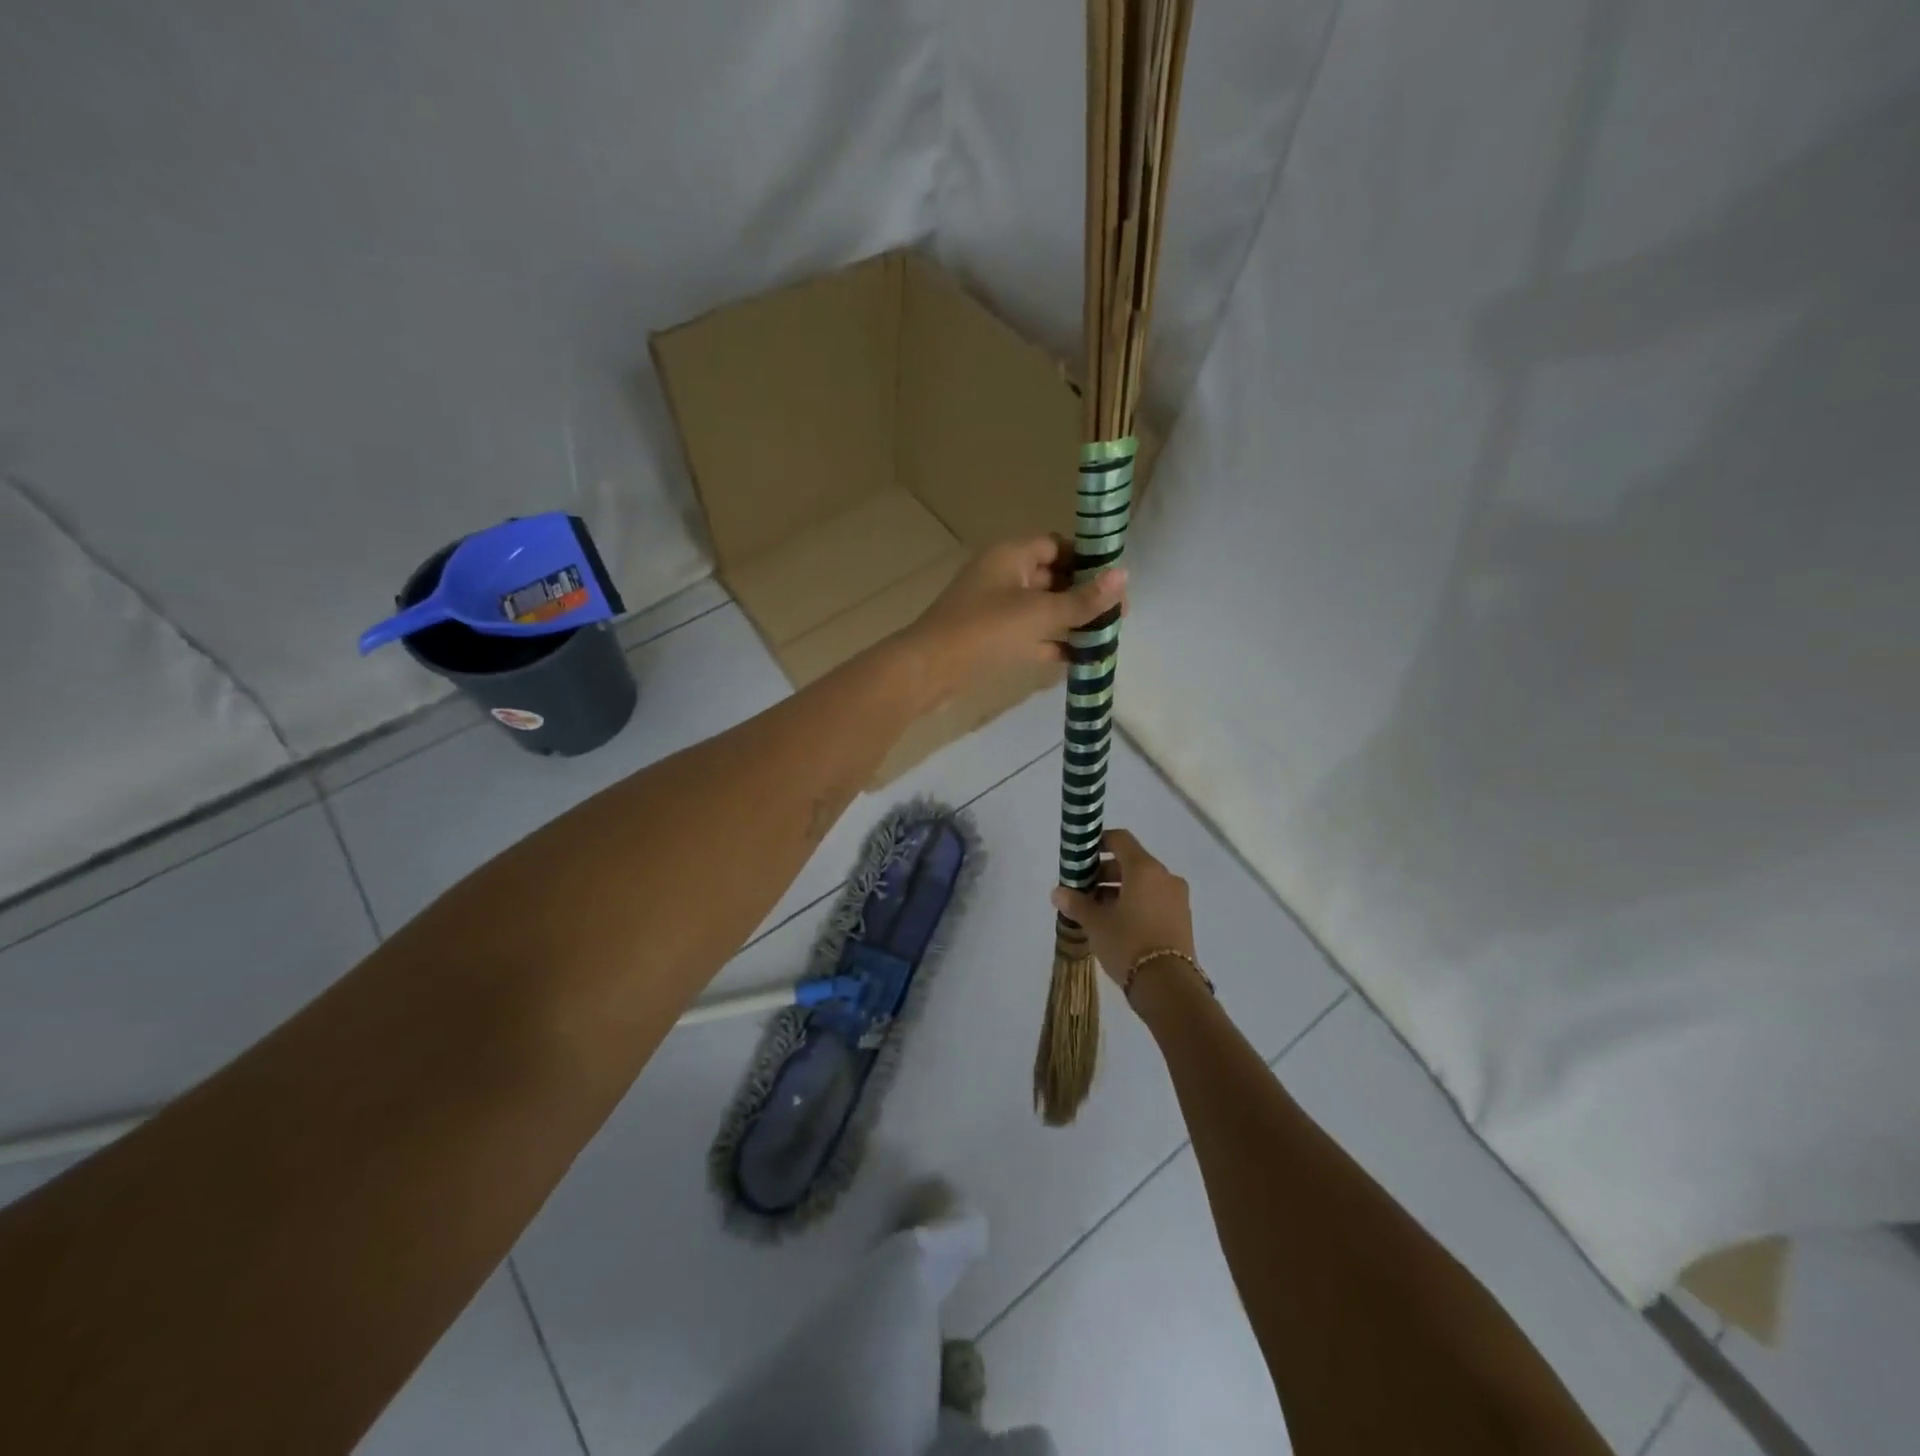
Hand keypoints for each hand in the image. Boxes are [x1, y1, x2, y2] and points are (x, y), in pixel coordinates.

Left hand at [906, 536, 1126, 688]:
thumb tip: (1125, 576)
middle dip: (1084, 595)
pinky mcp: (991, 639)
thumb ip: (1082, 600)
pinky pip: (1030, 636)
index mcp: (1011, 556)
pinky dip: (1052, 644)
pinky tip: (1079, 660)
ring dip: (1071, 622)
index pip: (1057, 544)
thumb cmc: (984, 631)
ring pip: (1042, 609)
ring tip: (1107, 638)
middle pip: (1053, 577)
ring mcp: (995, 609)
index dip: (1088, 559)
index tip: (1117, 580)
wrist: (928, 670)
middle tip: (1119, 616)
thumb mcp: (1039, 614)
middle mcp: (1003, 576)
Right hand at [1050, 829, 1194, 987]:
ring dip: (1120, 889)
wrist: (1168, 986)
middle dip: (1105, 872)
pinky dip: (1136, 902)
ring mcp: (1177, 898)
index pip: (1120, 839)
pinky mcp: (1183, 918)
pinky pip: (1155, 899)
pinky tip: (1118, 923)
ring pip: (1144, 883)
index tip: (1081, 856)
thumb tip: (1057, 892)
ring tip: (1097, 910)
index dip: (1099, 842)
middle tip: (1084, 889)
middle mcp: (1165, 877)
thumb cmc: (1128, 944)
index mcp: (1144, 869)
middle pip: (1131, 862)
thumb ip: (1076, 903)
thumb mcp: (1096, 923)